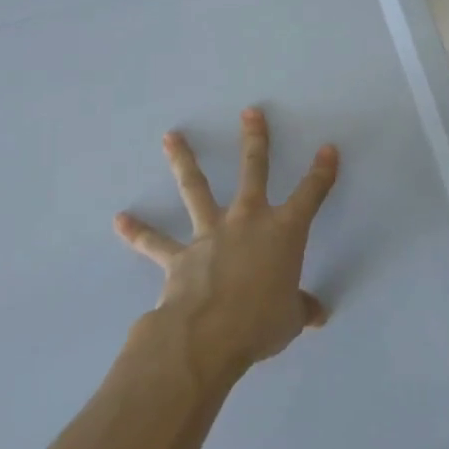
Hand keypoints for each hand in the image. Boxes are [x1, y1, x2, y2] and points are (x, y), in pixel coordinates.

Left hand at [114, 109, 338, 382]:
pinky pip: (155, 243)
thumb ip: (302, 309)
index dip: (322, 172)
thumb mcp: (291, 318)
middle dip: (255, 140)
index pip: (310, 195)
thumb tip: (317, 314)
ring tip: (171, 136)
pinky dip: (138, 232)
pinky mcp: (179, 256)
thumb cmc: (261, 323)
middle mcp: (248, 221)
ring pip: (196, 189)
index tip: (328, 149)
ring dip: (184, 161)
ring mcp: (210, 234)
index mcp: (284, 233)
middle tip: (250, 112)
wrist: (208, 336)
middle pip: (254, 171)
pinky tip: (120, 220)